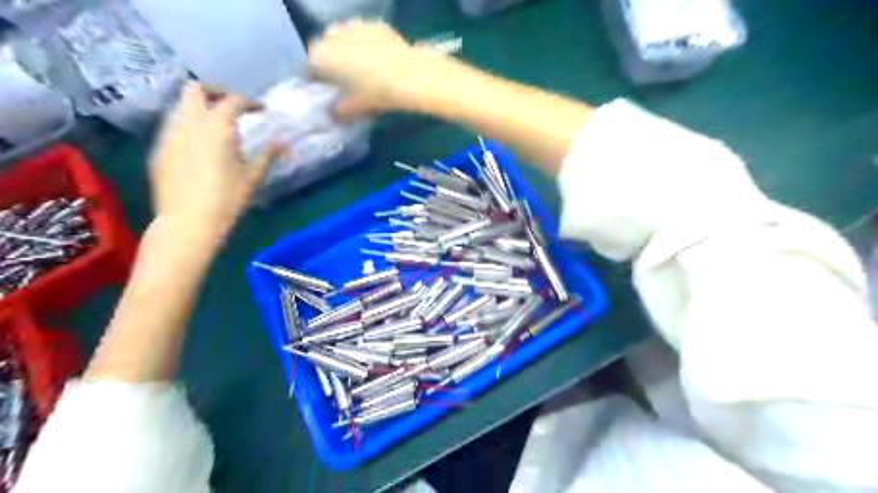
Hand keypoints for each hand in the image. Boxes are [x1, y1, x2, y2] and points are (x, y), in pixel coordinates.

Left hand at [150, 81, 281, 237]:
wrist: (187, 221)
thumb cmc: (227, 198)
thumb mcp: (253, 176)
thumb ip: (268, 154)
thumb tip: (284, 141)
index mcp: (217, 126)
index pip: (233, 100)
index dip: (249, 102)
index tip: (260, 110)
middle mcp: (189, 122)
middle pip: (195, 89)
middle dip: (214, 92)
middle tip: (229, 107)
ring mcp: (169, 134)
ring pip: (180, 106)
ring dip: (198, 109)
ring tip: (214, 127)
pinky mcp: (158, 149)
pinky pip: (172, 127)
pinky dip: (187, 127)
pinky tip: (198, 147)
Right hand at [307, 20, 446, 119]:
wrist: (410, 75)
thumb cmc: (377, 94)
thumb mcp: (355, 108)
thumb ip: (338, 112)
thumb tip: (333, 114)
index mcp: (321, 56)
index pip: (308, 67)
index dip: (315, 80)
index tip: (324, 89)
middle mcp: (332, 35)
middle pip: (324, 49)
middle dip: (331, 62)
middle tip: (344, 81)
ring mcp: (353, 26)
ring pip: (343, 38)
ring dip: (347, 50)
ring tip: (361, 69)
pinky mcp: (374, 25)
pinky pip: (363, 35)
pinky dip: (365, 45)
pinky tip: (378, 59)